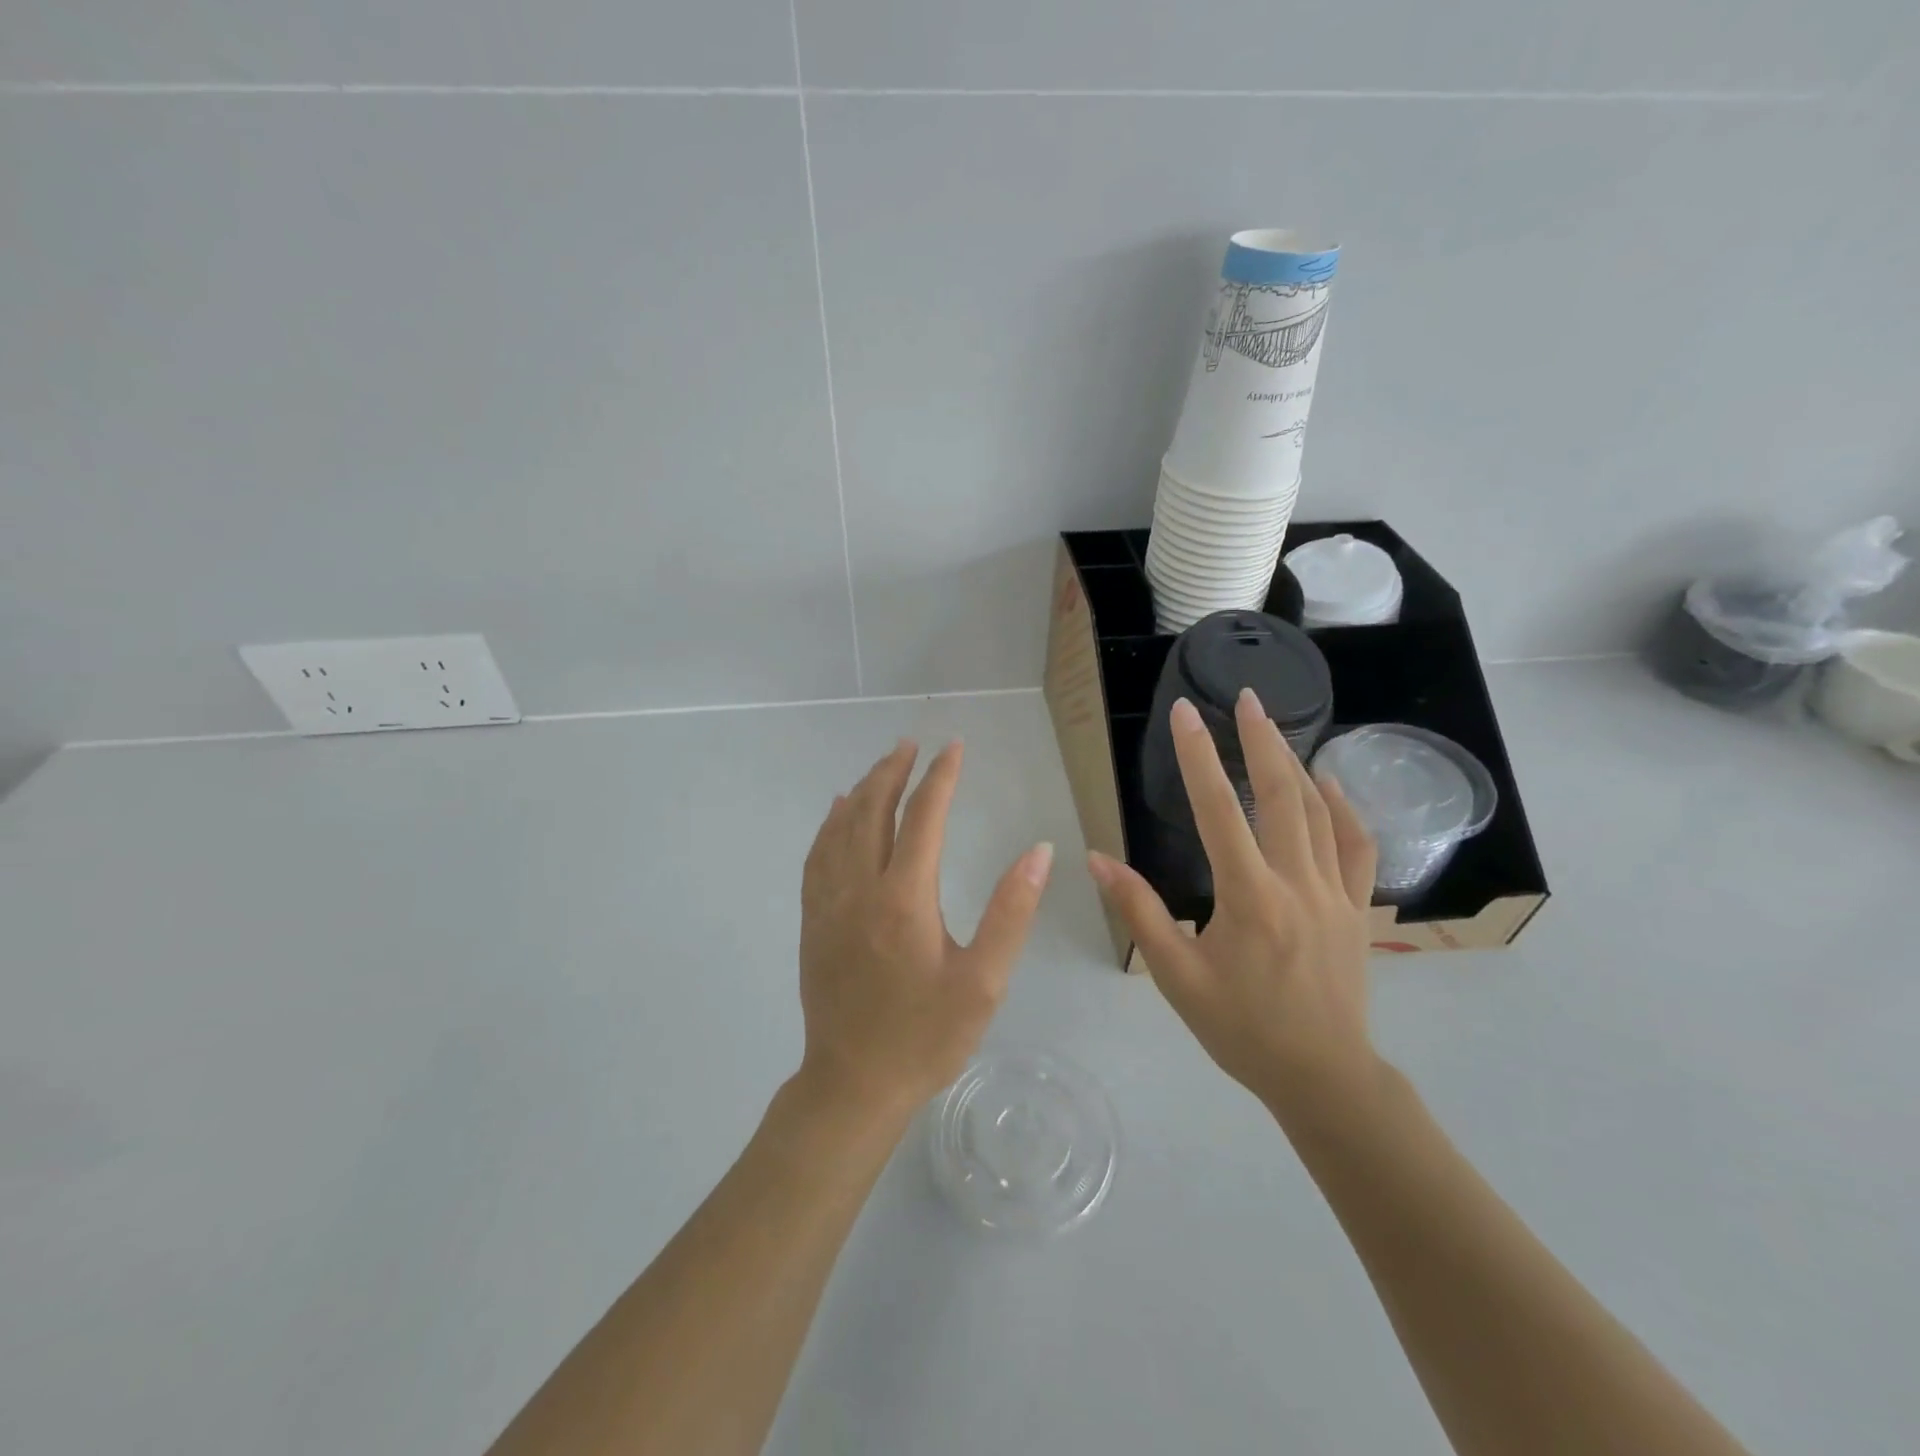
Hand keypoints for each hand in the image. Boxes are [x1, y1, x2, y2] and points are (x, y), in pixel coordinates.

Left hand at [796, 739, 1054, 1117]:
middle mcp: (860, 888)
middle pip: (873, 811)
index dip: (940, 778)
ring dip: (862, 791)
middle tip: (910, 744)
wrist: (853, 1084)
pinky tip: (836, 814)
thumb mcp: (983, 982)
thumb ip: (1012, 912)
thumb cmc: (925, 1036)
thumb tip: (1039, 852)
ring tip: (880, 767)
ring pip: (840, 828)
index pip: (924, 818)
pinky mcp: (812, 922)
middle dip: (893, 771)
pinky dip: (829, 825)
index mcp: (904, 897)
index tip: (954, 748)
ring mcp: (828, 904)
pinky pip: (817, 856)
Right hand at [1088, 690, 1380, 1126]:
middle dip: (1261, 740)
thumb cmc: (1240, 1028)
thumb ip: (1139, 911)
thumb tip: (1098, 859)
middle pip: (1281, 795)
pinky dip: (1344, 808)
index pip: (1218, 810)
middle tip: (1246, 697)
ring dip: (1295, 764)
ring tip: (1275, 727)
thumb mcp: (1176, 976)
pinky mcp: (1357, 908)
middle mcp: (1296, 883)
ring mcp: (1335, 893)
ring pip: (1319, 812)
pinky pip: (1357, 846)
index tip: (1185, 713)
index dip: (1198, 756)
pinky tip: (1330, 784)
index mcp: (1249, 897)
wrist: (1322, 1076)